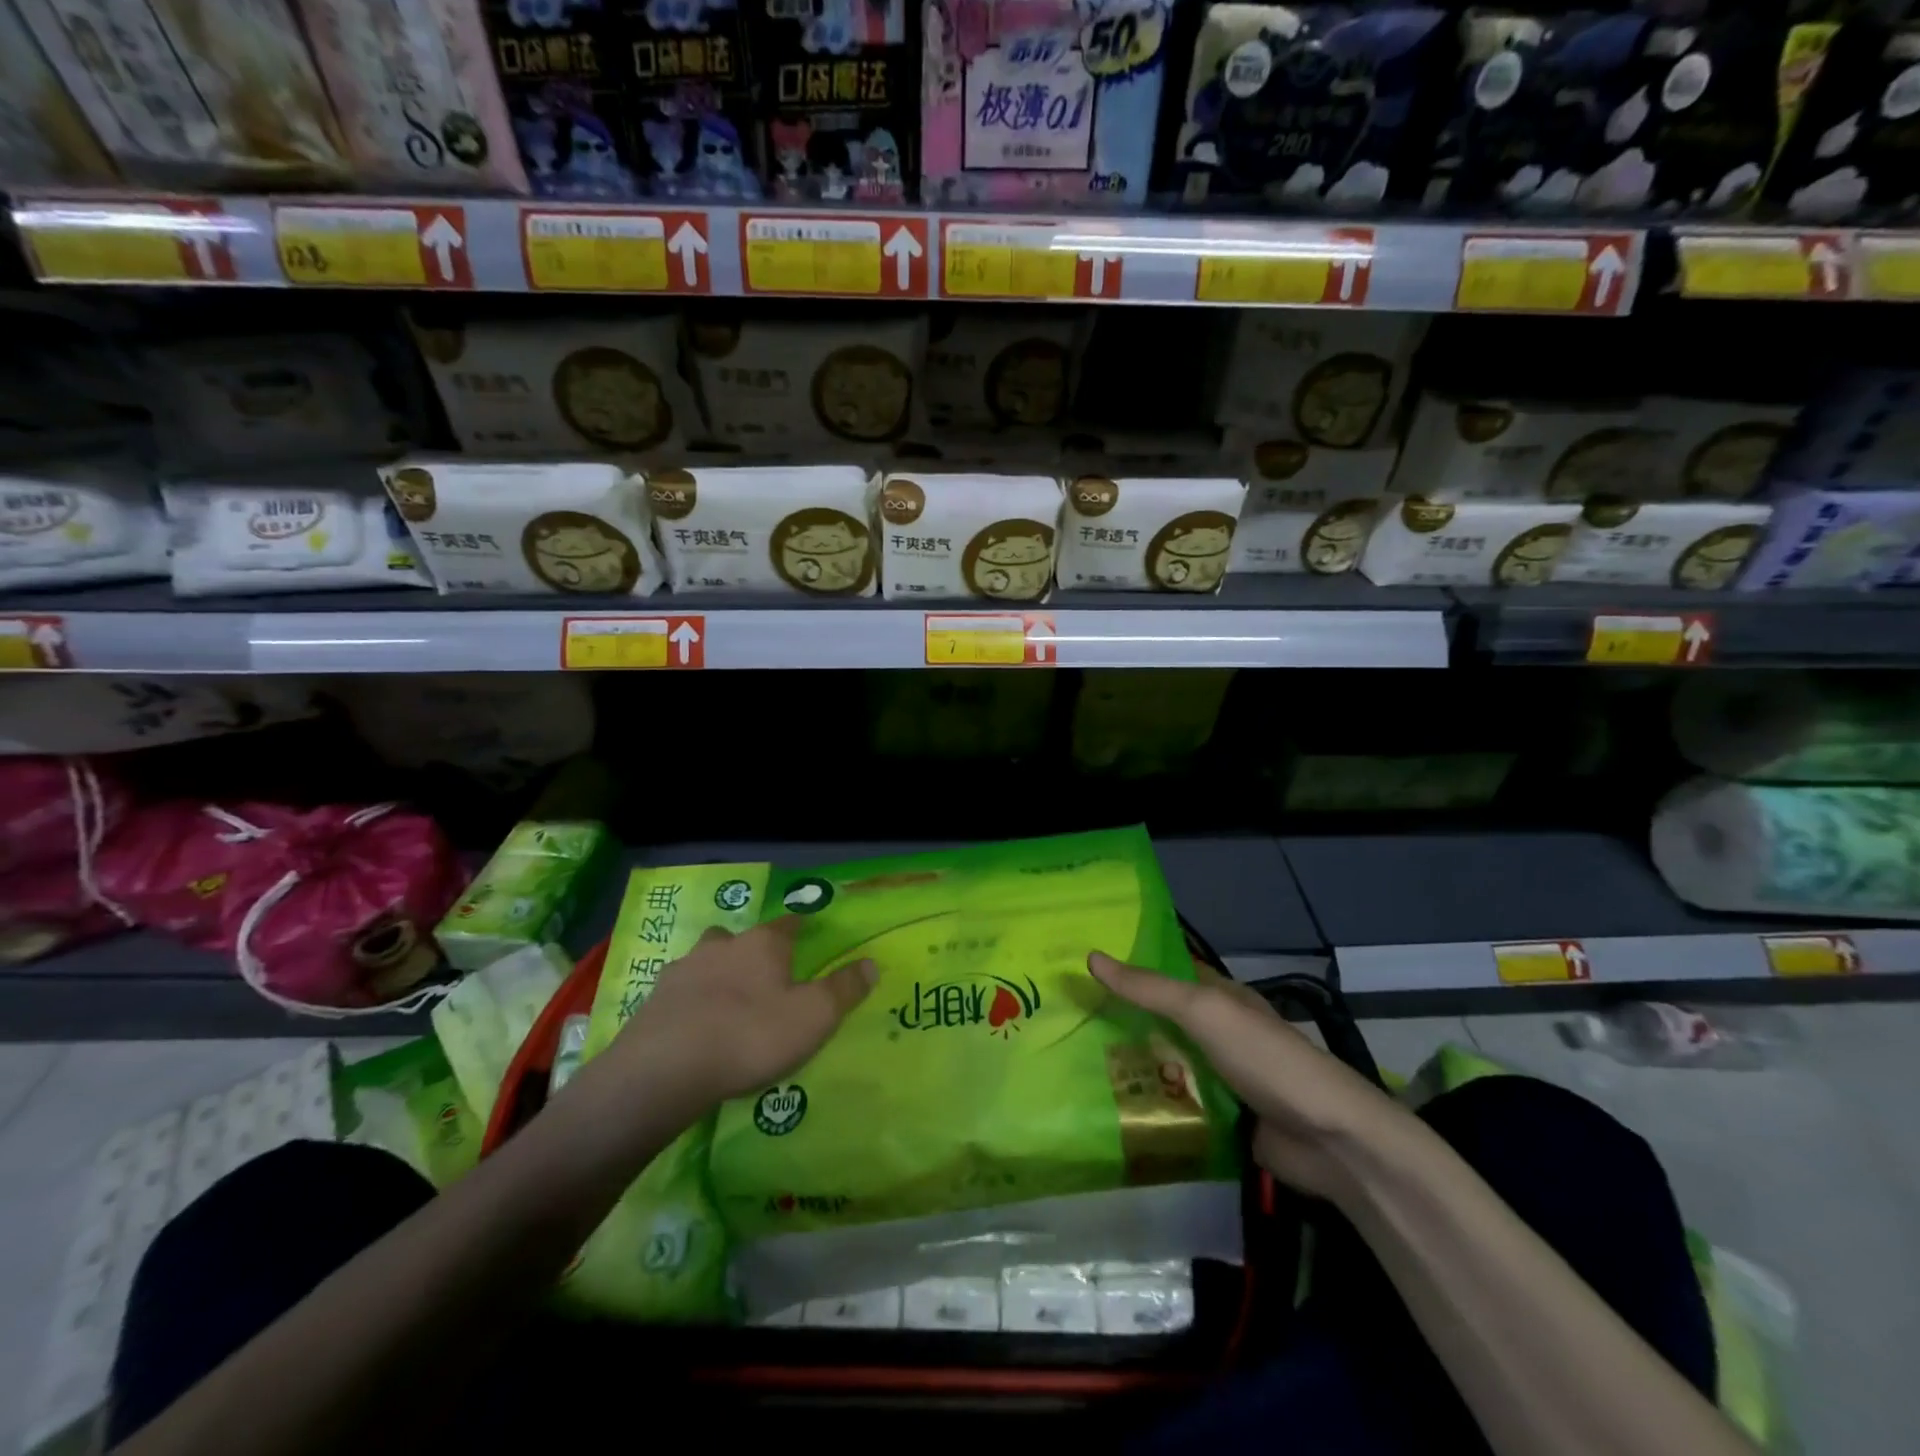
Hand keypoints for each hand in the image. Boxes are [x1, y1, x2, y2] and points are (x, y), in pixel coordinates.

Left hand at [609, 919, 875, 1113]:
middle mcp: (722, 946)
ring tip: (726, 1002)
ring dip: (716, 973)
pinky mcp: (654, 1001)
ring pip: (705, 961)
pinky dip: (690, 1002)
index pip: (787, 923)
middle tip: (762, 974)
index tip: (805, 930)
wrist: (665, 1068)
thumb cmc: (751, 1035)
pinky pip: (680, 993)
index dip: (799, 926)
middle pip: (739, 938)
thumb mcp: (813, 1017)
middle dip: (750, 949)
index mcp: (763, 944)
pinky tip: (695, 1026)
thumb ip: (844, 989)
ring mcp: (682, 971)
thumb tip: (871, 962)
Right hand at [1088, 951, 1407, 1199]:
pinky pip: (1175, 1104)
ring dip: (1131, 1064)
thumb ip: (1149, 989)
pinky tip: (1107, 1104)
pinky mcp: (1219, 1119)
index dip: (1128, 966)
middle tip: (1065, 1018)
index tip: (1080, 966)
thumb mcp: (1204, 1012)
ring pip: (1164, 1062)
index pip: (1166, 971)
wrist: (1328, 1140)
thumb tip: (1091, 957)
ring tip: (1073, 1061)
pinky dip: (1149, 1103)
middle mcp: (1216, 1032)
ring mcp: (1218, 1077)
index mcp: (1219, 997)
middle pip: (1160, 1019)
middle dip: (1120, 1018)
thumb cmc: (1266, 1059)